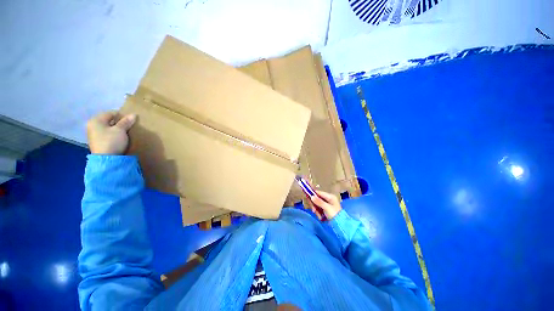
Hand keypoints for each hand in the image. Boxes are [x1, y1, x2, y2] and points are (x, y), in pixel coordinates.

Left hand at [86, 111, 136, 154]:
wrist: (106, 159)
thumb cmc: (112, 141)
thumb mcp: (120, 130)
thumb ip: (126, 122)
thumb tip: (133, 114)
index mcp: (96, 120)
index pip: (111, 113)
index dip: (122, 115)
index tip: (130, 120)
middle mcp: (92, 125)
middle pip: (108, 121)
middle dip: (118, 123)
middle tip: (128, 126)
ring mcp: (93, 135)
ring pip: (107, 128)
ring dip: (116, 129)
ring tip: (125, 133)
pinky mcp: (97, 142)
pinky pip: (106, 134)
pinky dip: (113, 135)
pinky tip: (119, 138)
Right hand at [308, 190, 341, 220]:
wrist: (340, 224)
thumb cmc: (334, 214)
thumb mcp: (326, 207)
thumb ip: (319, 202)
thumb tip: (311, 196)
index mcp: (330, 196)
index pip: (319, 193)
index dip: (313, 194)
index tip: (308, 198)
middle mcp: (328, 199)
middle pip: (317, 199)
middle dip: (315, 204)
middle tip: (313, 210)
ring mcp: (327, 204)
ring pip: (317, 204)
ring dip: (316, 209)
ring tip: (317, 214)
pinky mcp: (326, 209)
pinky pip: (319, 208)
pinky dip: (318, 212)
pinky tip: (320, 216)